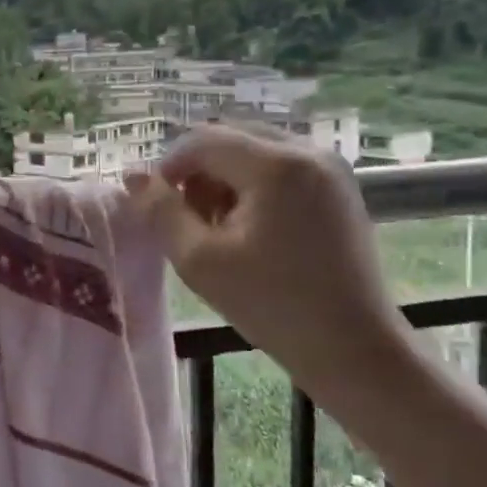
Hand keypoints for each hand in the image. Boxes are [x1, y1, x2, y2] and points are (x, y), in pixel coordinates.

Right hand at [124, 124, 408, 386]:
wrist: (355, 349)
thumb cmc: (273, 306)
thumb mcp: (200, 260)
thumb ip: (161, 211)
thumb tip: (132, 176)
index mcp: (276, 165)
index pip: (203, 140)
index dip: (168, 167)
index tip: (155, 206)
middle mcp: (307, 151)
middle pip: (230, 137)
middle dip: (198, 171)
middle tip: (188, 219)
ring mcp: (329, 167)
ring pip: (254, 150)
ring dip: (224, 178)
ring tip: (218, 228)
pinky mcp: (339, 187)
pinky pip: (280, 166)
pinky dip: (252, 185)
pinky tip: (250, 228)